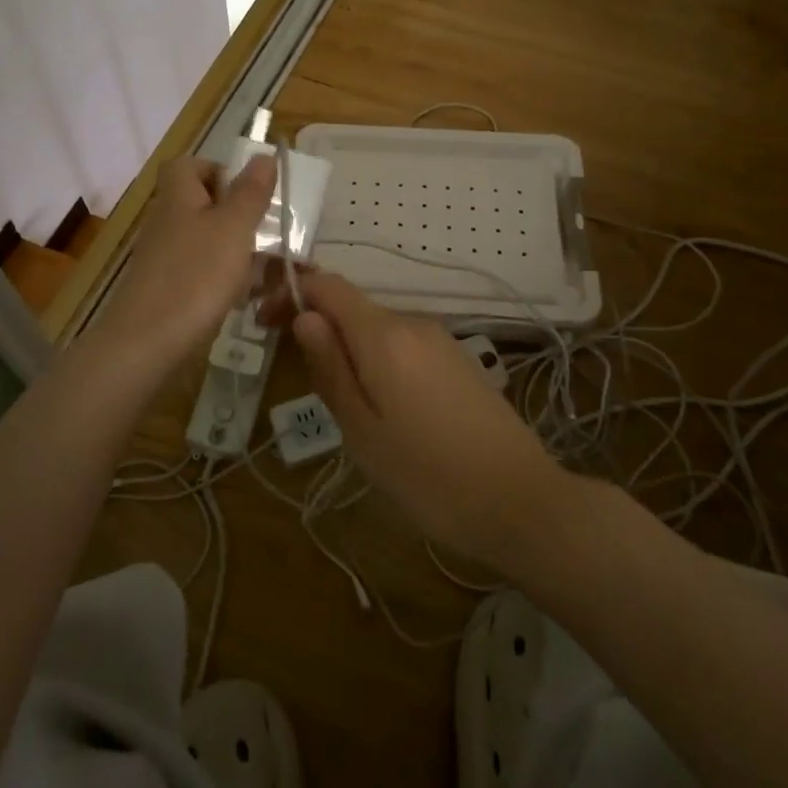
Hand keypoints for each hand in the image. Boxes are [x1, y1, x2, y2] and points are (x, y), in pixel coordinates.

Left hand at [92, 154, 276, 372]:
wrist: (146, 343)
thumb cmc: (195, 275)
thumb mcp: (233, 228)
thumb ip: (250, 193)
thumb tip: (263, 155)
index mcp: (178, 197)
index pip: (188, 165)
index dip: (218, 170)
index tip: (249, 192)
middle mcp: (167, 222)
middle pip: (200, 204)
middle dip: (237, 215)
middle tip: (267, 232)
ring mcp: (164, 259)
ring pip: (206, 241)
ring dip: (237, 250)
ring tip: (269, 269)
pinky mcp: (167, 290)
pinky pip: (201, 273)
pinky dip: (225, 280)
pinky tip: (247, 298)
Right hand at [275, 271, 565, 567]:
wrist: (522, 502)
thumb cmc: (429, 475)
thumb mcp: (362, 431)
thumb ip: (330, 367)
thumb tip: (304, 317)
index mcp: (384, 335)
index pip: (328, 285)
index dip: (292, 292)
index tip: (264, 322)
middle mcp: (413, 324)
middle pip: (352, 306)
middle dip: (318, 327)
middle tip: (299, 375)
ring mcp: (440, 341)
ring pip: (377, 329)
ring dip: (348, 348)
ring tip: (342, 404)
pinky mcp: (458, 361)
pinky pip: (404, 347)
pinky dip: (378, 361)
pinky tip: (384, 407)